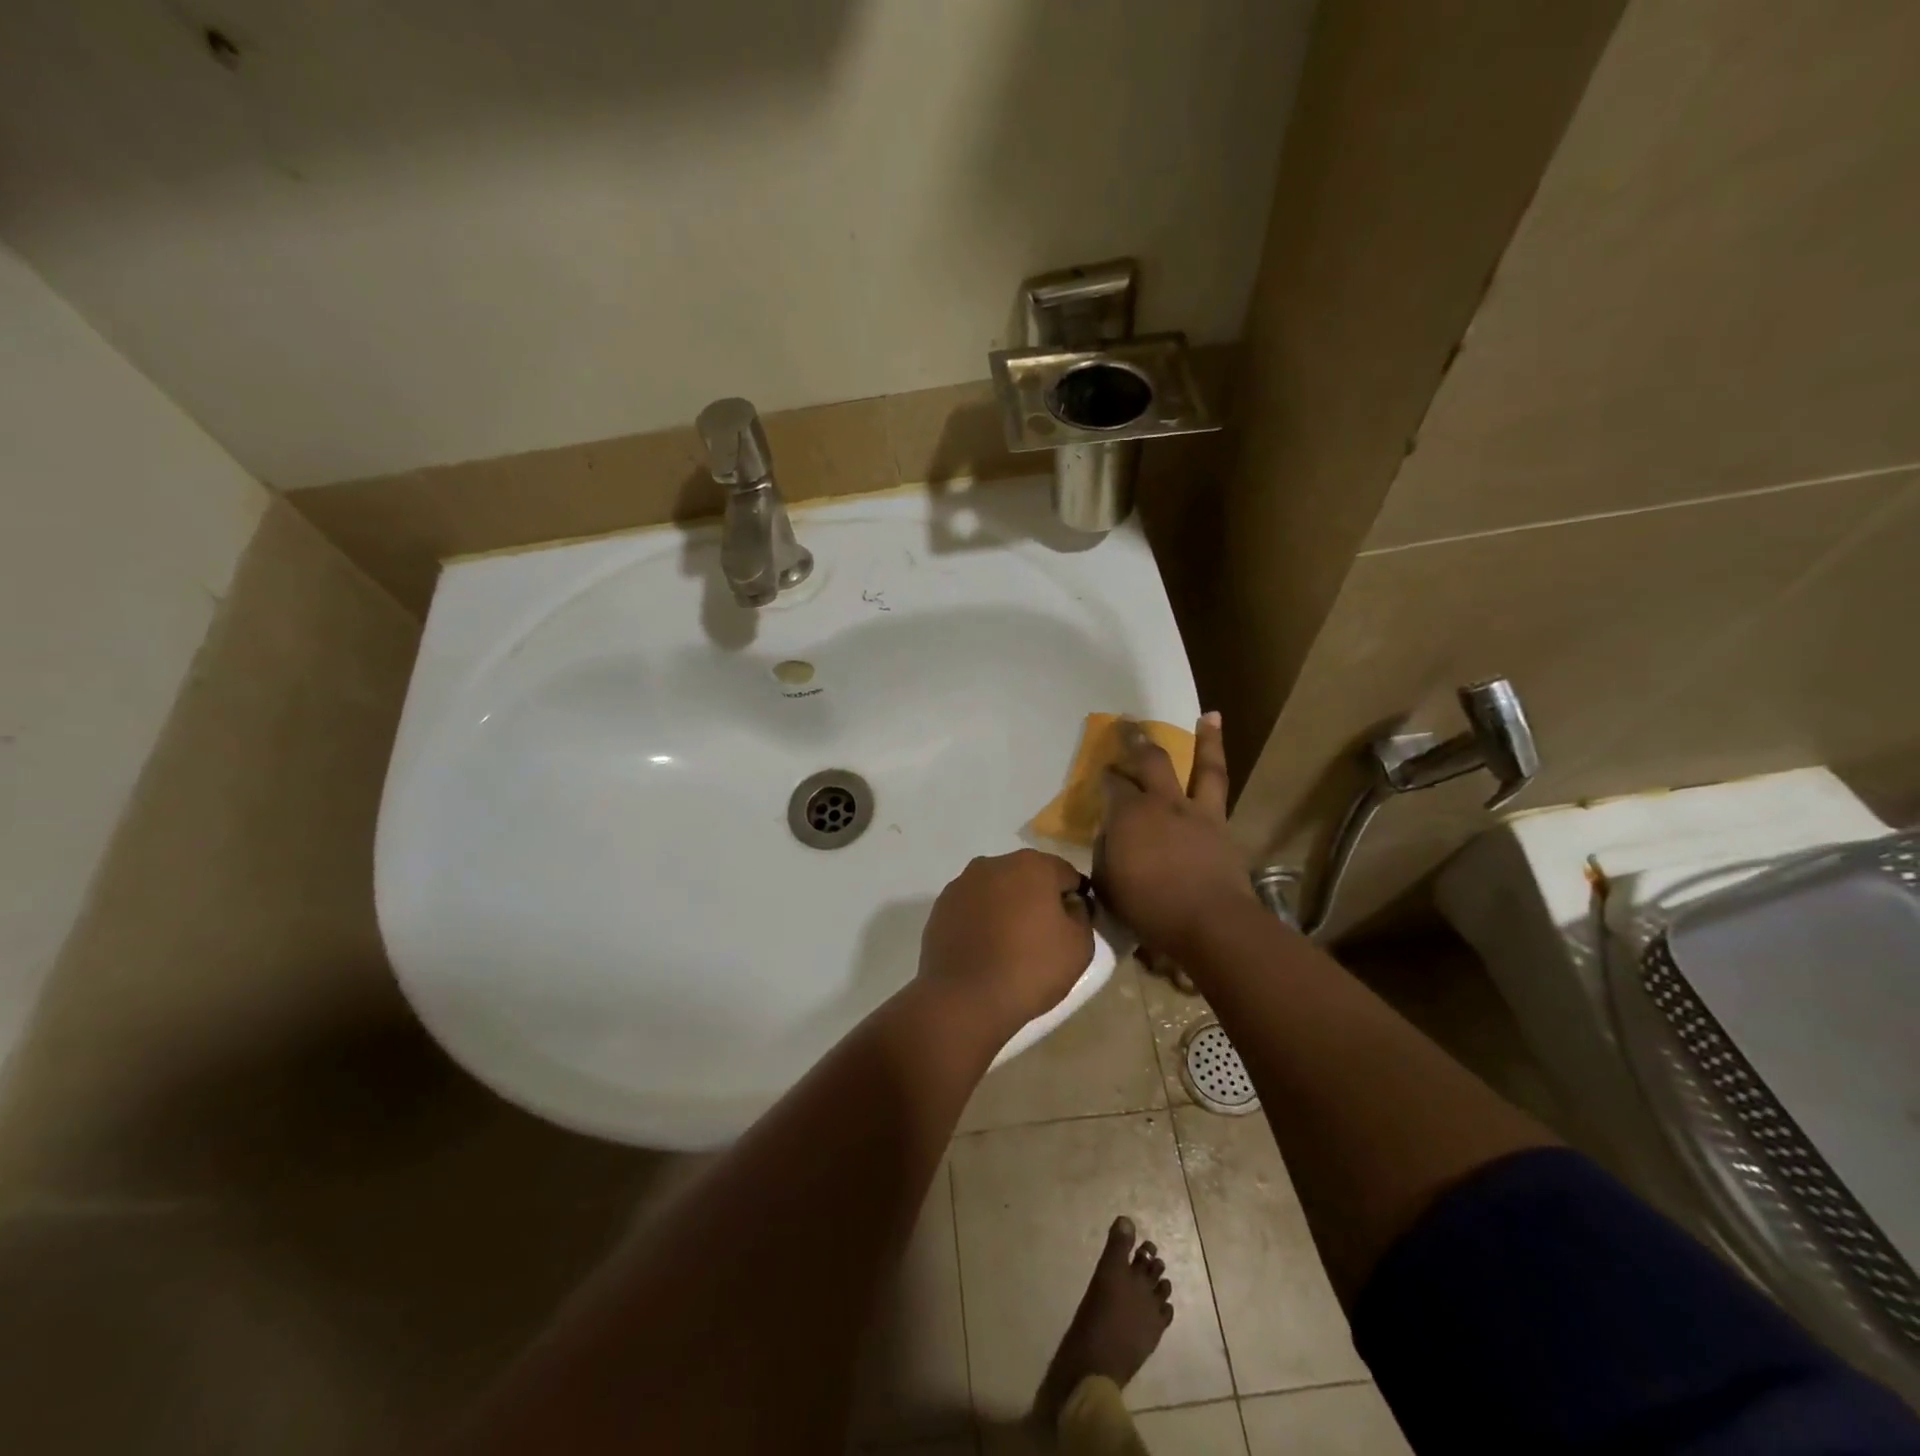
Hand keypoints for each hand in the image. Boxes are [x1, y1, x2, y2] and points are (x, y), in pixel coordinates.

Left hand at [918, 850, 1093, 1035]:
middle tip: (1042, 937)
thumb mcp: (1079, 946)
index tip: (1072, 927)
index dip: (1074, 900)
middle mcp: (995, 863)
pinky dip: (981, 920)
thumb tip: (1070, 904)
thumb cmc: (1030, 969)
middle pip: (1028, 877)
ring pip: (997, 890)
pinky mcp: (941, 905)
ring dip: (1007, 907)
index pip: (1066, 874)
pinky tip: (984, 949)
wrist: (964, 998)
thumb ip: (1081, 915)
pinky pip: (972, 907)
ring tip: (1010, 946)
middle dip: (1038, 899)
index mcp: (1033, 865)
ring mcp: (963, 883)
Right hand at [1094, 713, 1253, 964]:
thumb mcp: (1108, 885)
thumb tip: (1109, 839)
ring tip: (1207, 717)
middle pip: (1150, 761)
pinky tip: (1218, 764)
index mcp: (1128, 815)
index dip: (1106, 775)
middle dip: (1136, 740)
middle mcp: (1162, 803)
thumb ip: (1106, 855)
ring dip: (1205, 740)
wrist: (1210, 924)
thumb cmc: (1149, 908)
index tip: (1102, 770)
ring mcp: (1197, 812)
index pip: (1112, 784)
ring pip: (1202, 767)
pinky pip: (1220, 791)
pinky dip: (1220, 772)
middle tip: (1128, 723)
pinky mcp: (1222, 827)